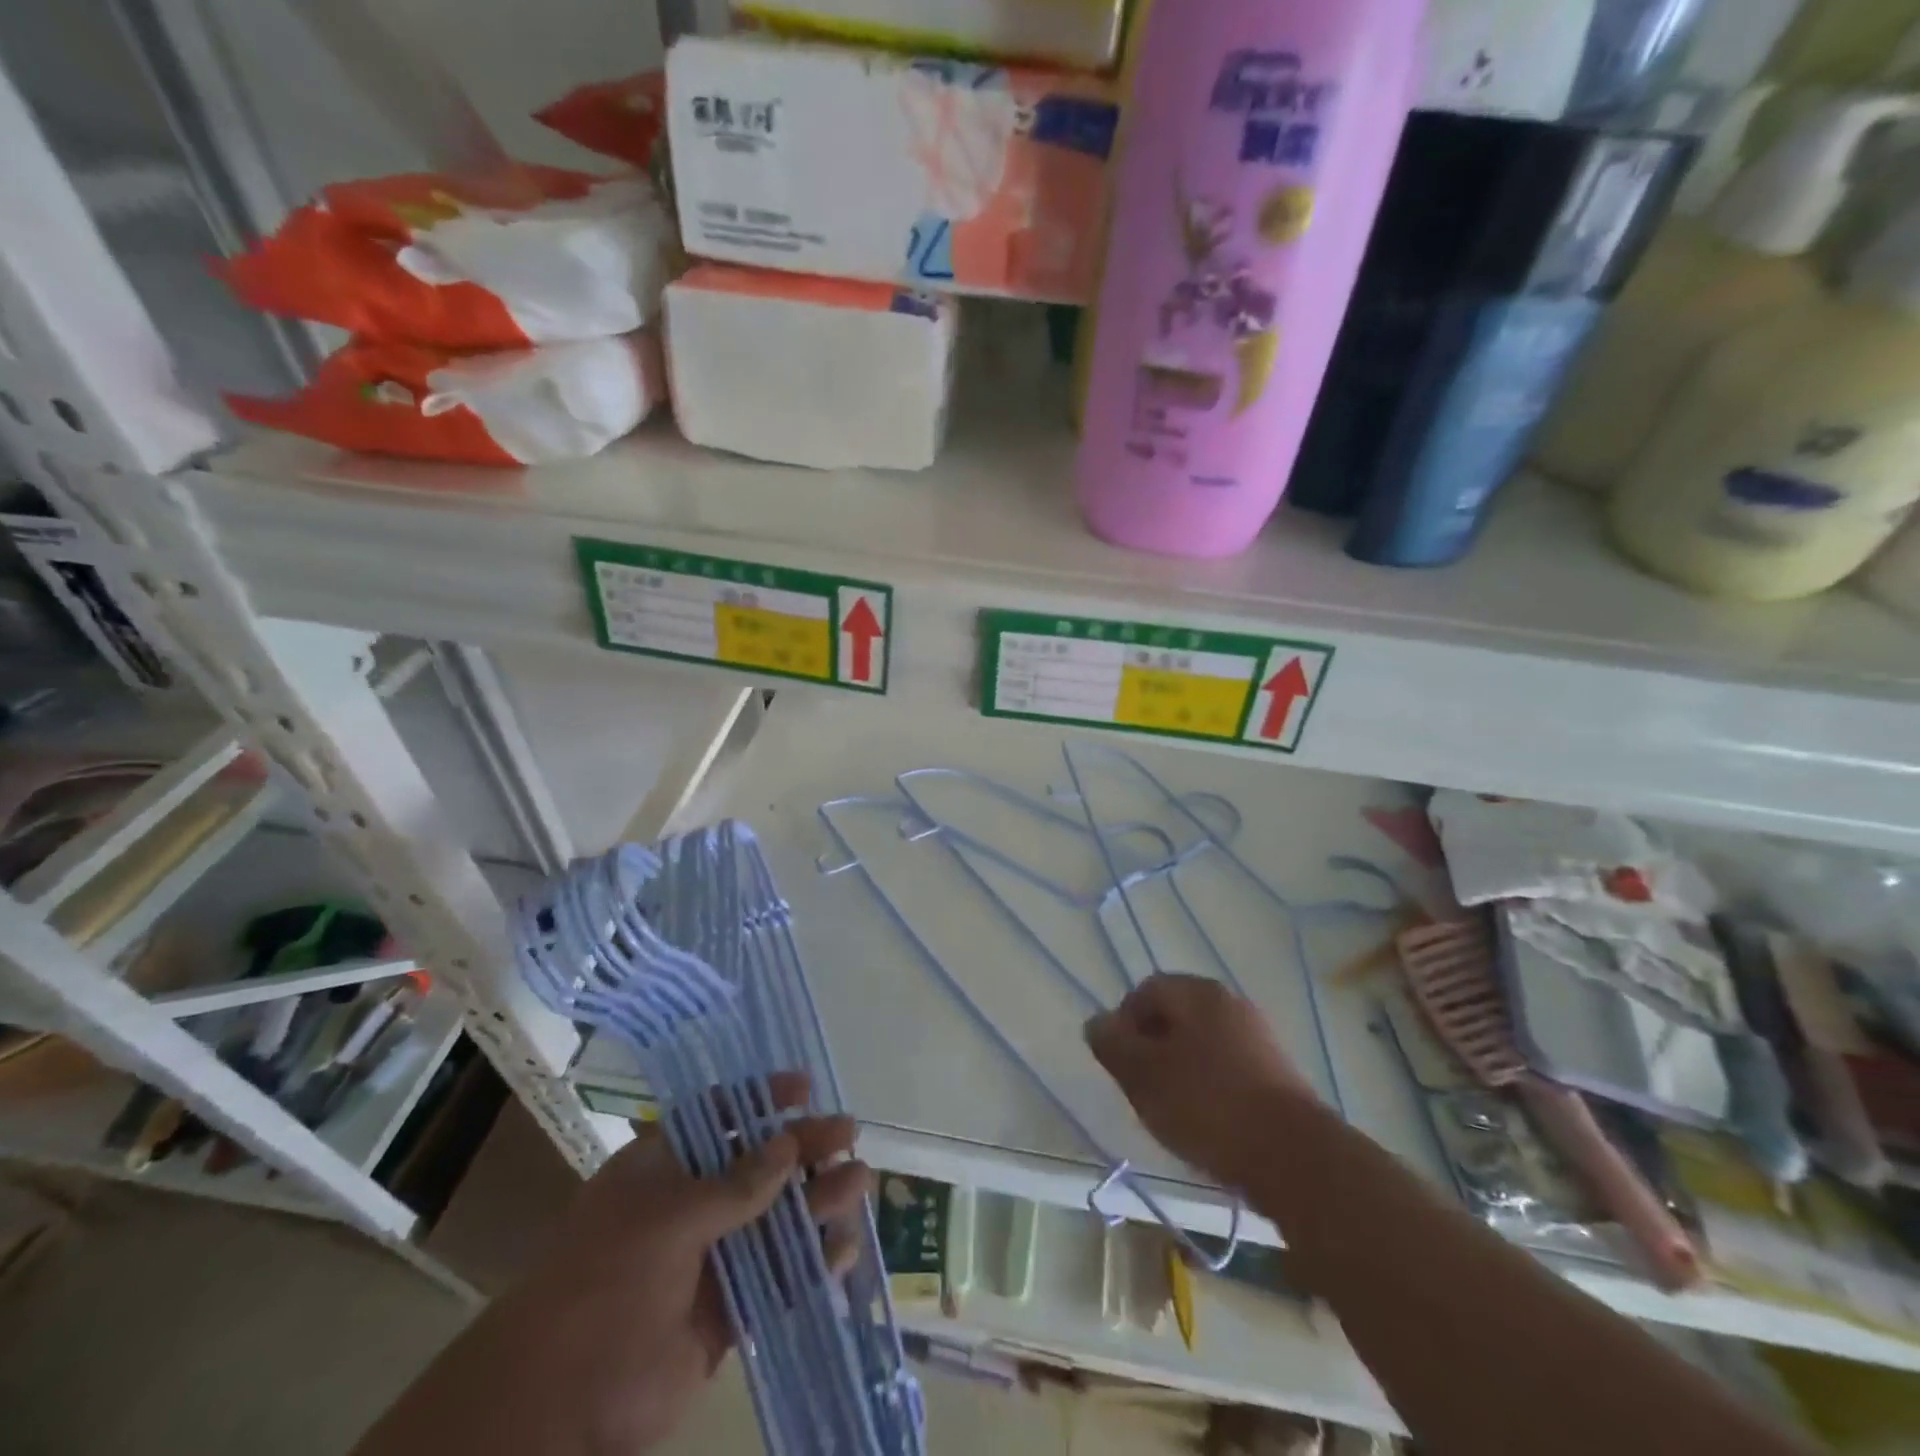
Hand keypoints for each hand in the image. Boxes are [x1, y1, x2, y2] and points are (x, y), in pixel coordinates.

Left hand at [353, 1075, 870, 1455]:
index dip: (760, 1098)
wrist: (557, 1405)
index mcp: (664, 1168)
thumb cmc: (605, 1280)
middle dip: (802, 1149)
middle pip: (758, 1165)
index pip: (718, 1116)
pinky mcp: (725, 1314)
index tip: (805, 1087)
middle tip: (848, 1136)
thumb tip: (787, 1145)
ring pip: (774, 1221)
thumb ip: (736, 1184)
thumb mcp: (669, 1216)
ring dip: (816, 1203)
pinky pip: (776, 1280)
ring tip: (859, 1185)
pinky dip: (810, 1266)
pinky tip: (842, 1252)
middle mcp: (689, 1205)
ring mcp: (709, 1260)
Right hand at [1086, 974, 1316, 1189]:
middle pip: (1175, 1015)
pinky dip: (1211, 1085)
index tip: (1121, 1064)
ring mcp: (1258, 1036)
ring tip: (1173, 1110)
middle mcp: (1229, 1002)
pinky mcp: (1278, 1072)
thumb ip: (1113, 1044)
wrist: (1294, 1156)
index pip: (1146, 990)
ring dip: (1181, 1068)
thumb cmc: (1207, 1105)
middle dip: (1152, 1047)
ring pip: (1202, 1042)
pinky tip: (1208, 1122)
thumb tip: (1096, 1023)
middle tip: (1142, 1088)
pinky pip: (1228, 1066)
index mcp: (1196, 993)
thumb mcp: (1143, 1076)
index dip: (1125, 1023)